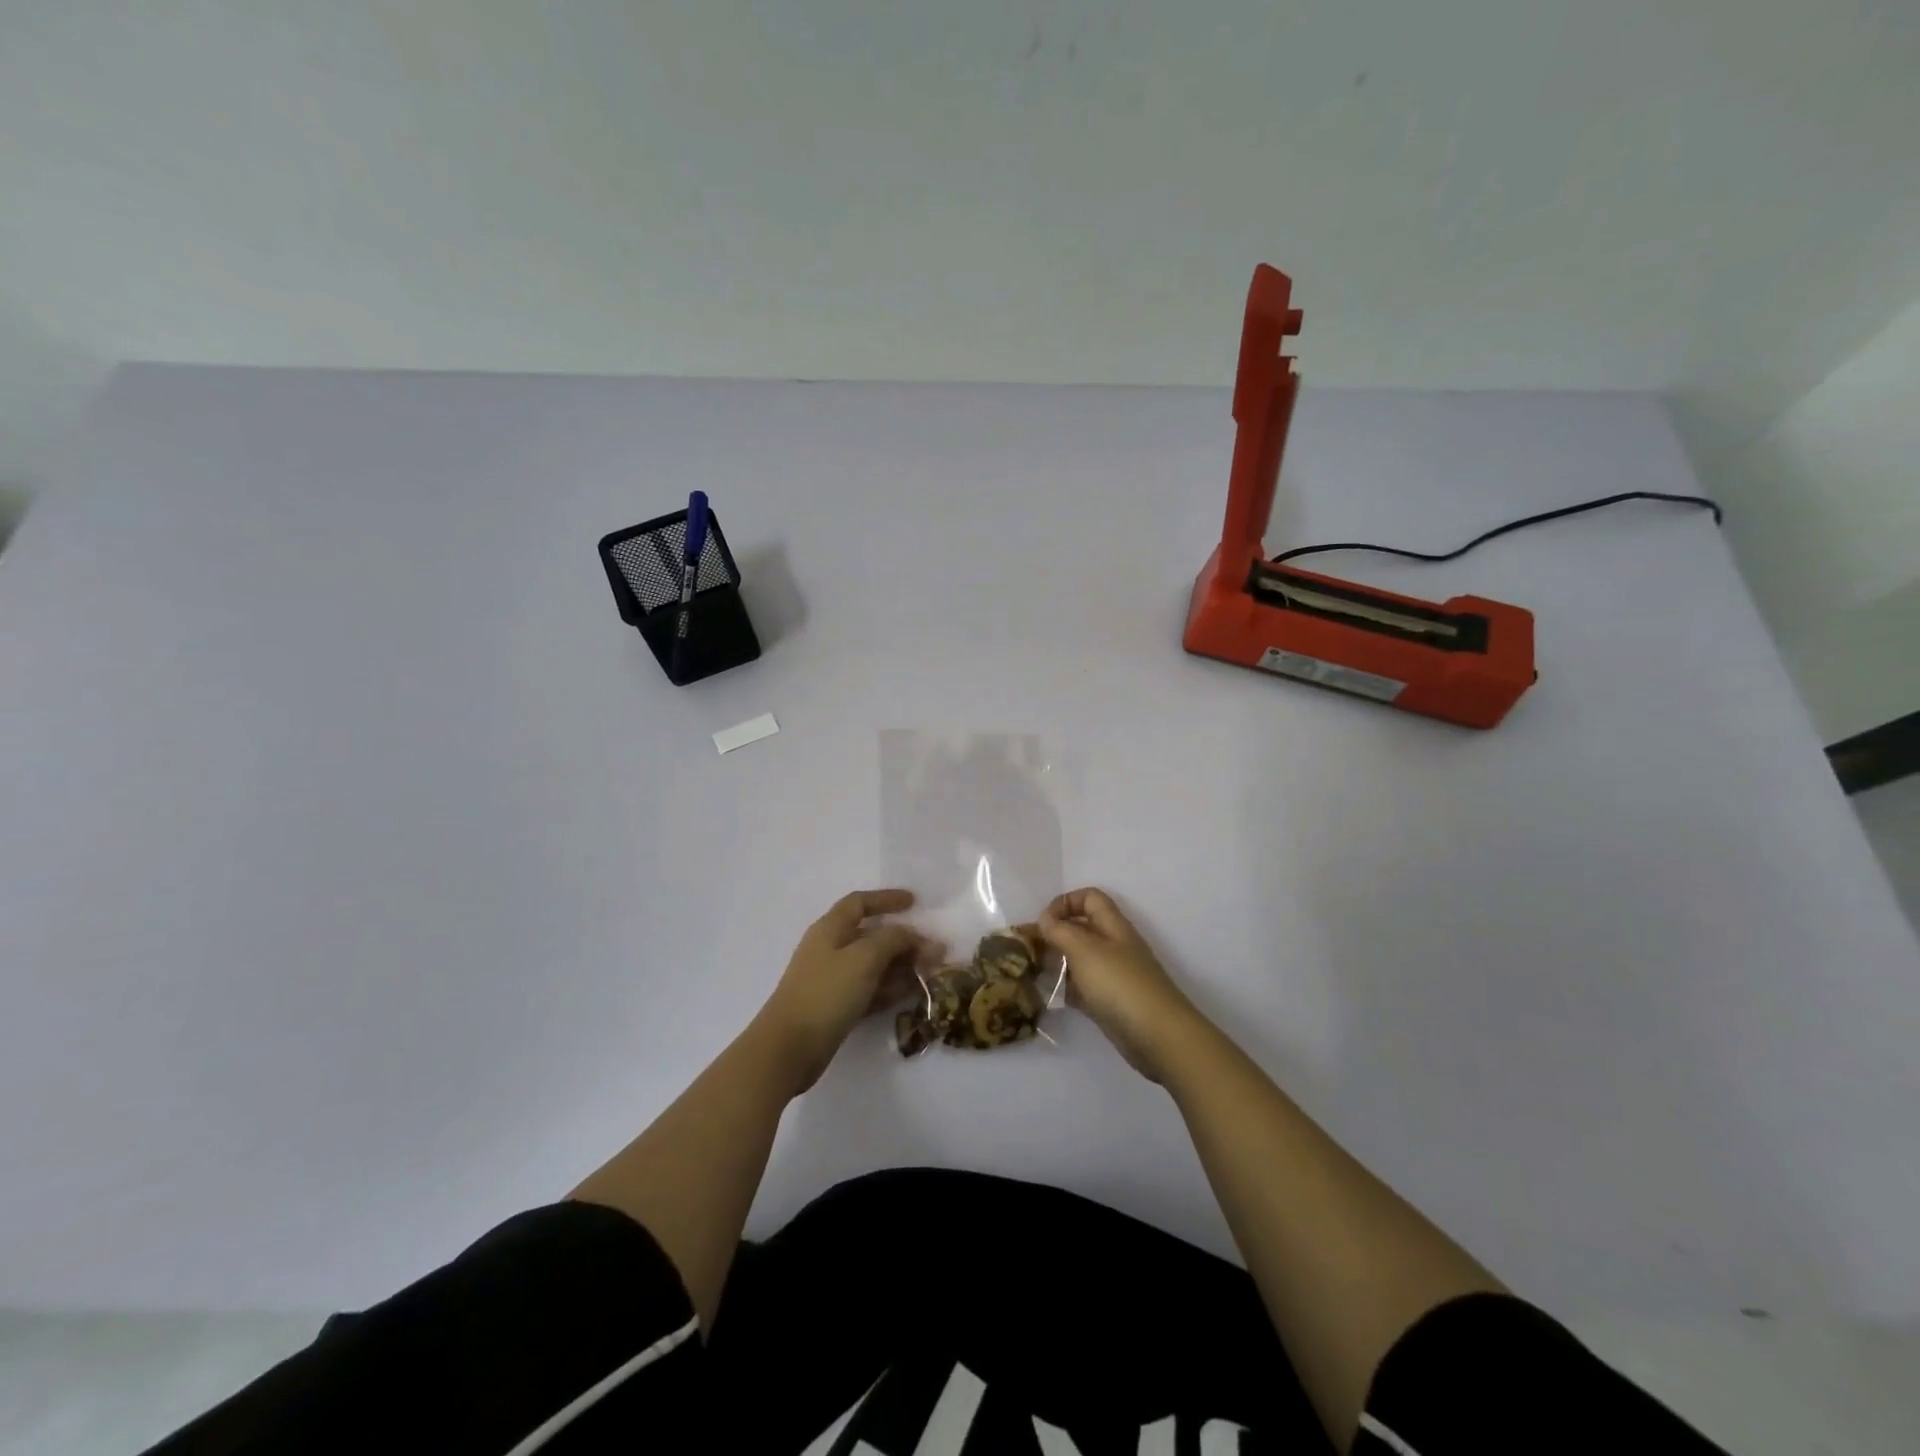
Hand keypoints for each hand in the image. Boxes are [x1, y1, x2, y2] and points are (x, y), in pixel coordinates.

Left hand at [754, 890, 938, 1092]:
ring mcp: (832, 979)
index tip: (915, 903)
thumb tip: (916, 935)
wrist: (788, 1048)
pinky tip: (912, 994)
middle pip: (871, 935)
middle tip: (935, 951)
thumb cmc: (826, 993)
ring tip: (931, 974)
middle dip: (904, 940)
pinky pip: (869, 989)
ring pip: (873, 964)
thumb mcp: (864, 958)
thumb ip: (894, 940)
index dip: (887, 899)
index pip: (860, 903)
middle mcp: (830, 949)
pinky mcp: (836, 1007)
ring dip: (902, 966)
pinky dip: (890, 989)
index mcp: (830, 928)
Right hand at [1040, 888, 1207, 1081]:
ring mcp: (1113, 976)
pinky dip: (1065, 988)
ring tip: (1031, 971)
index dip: (1065, 902)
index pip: (1089, 898)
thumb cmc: (1120, 984)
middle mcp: (1114, 946)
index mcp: (1113, 926)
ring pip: (1080, 959)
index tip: (1043, 922)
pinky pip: (1083, 987)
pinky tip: (1048, 995)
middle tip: (1028, 948)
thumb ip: (1061, 931)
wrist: (1158, 1036)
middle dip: (1055, 933)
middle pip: (1082, 928)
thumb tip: (1045, 919)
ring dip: (1057, 961)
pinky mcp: (1110, 1003)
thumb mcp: (1084, 950)